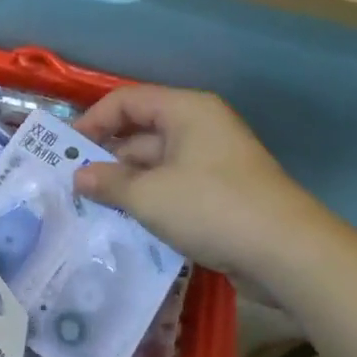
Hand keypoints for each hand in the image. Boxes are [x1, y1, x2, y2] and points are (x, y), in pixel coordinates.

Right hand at [71, 85, 337, 290]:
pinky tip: (127, 223)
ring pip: (156, 164)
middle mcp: (200, 128)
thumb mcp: (149, 195)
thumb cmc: (212, 207)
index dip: (93, 121)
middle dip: (107, 159)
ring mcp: (213, 162)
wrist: (289, 254)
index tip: (66, 150)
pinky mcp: (222, 194)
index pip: (127, 101)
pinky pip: (174, 188)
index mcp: (186, 111)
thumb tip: (79, 176)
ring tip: (93, 208)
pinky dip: (150, 201)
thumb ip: (108, 182)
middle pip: (141, 132)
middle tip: (74, 185)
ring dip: (126, 185)